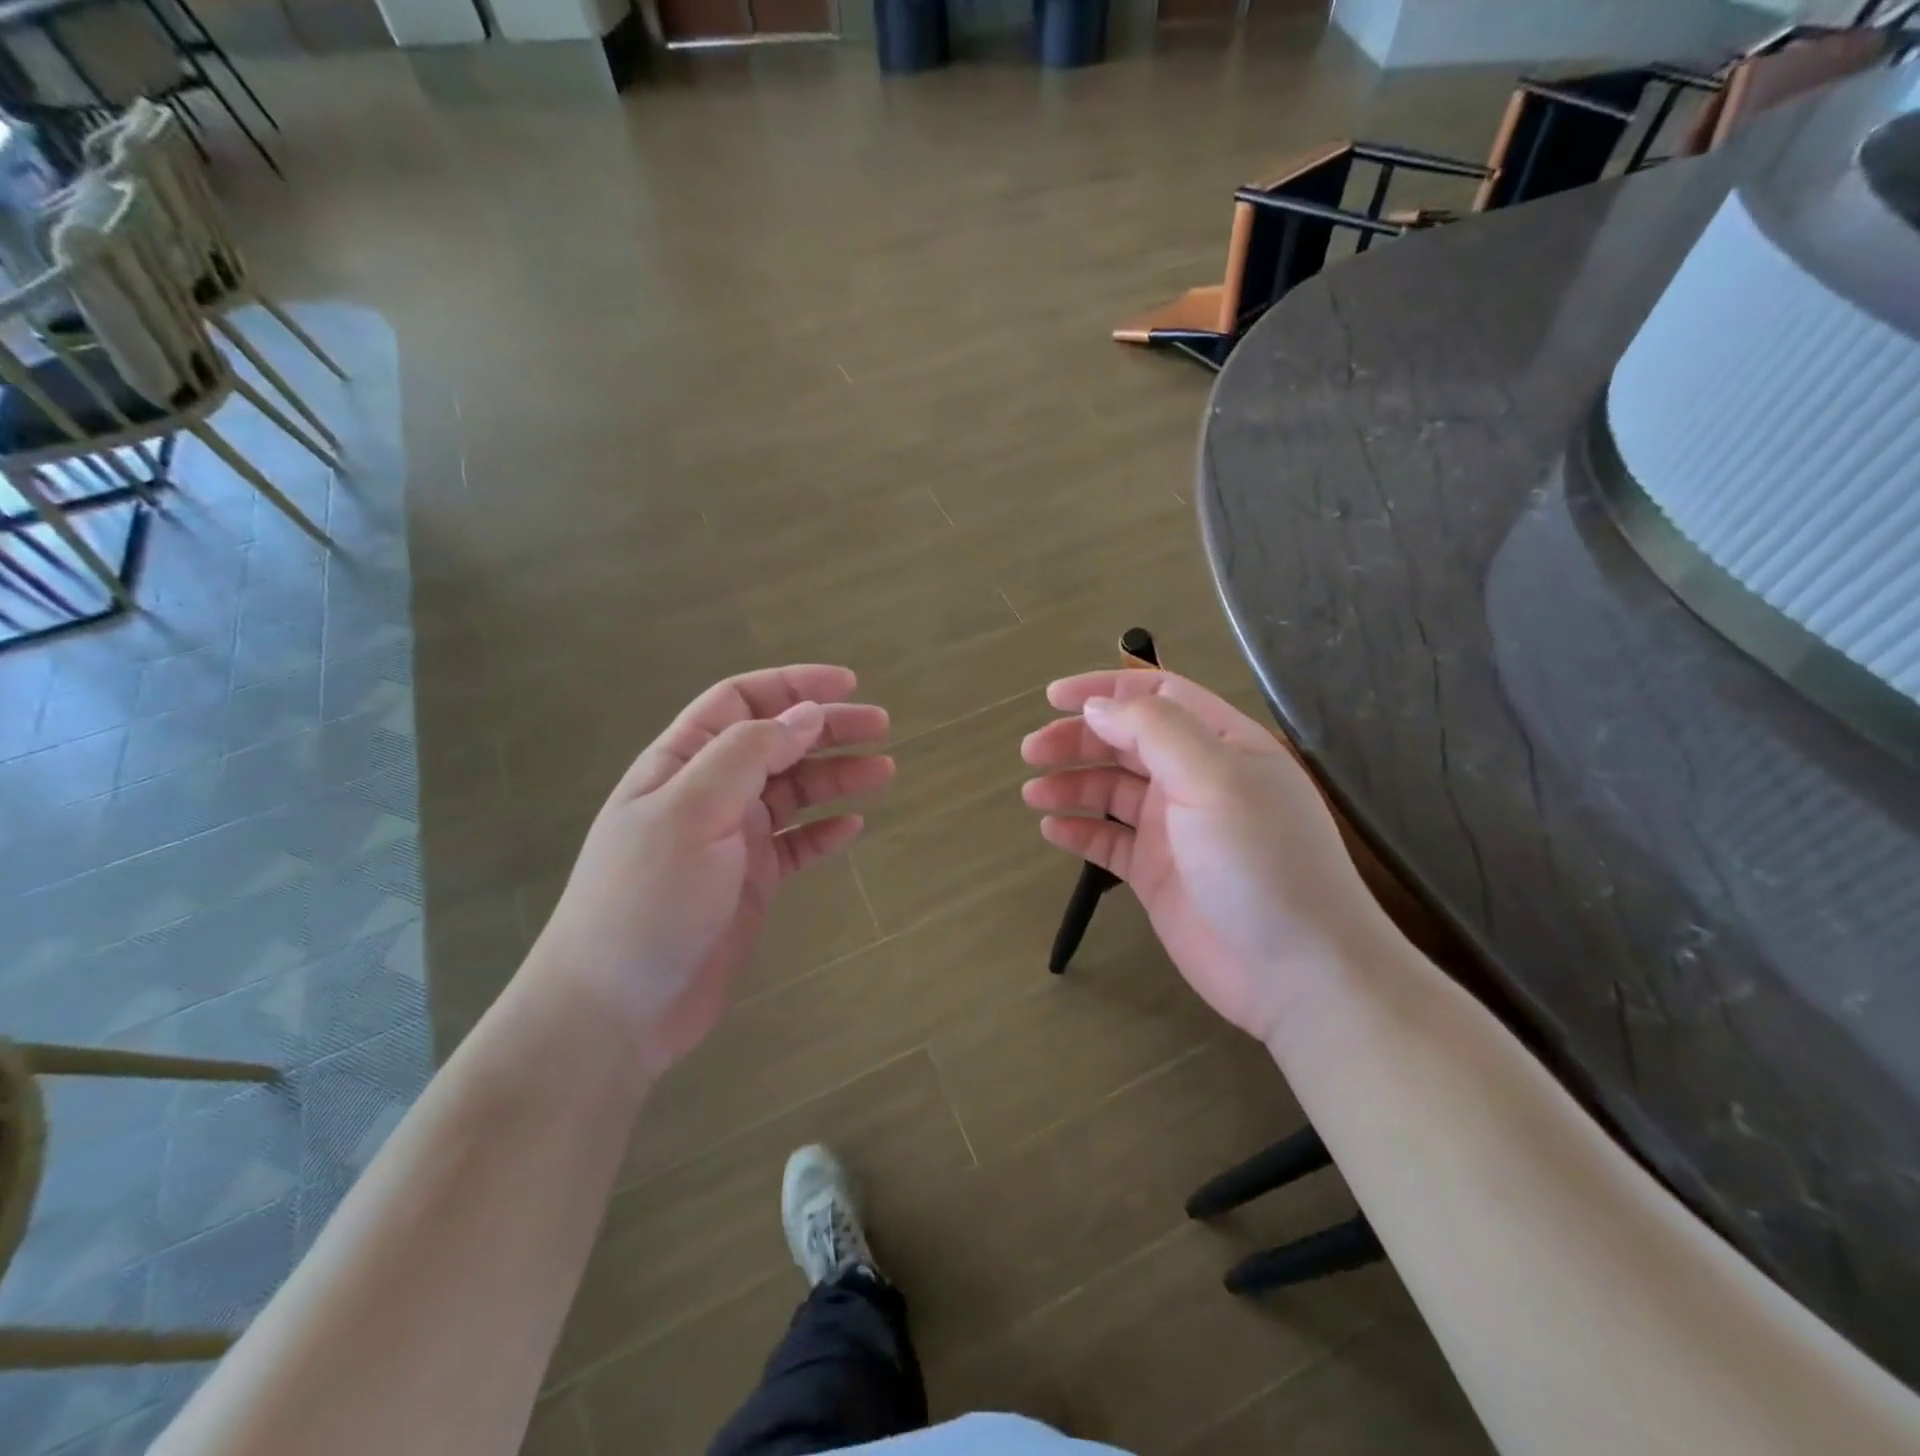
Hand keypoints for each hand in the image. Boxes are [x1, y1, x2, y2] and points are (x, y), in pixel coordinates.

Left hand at [530, 666, 891, 1076]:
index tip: (847, 684)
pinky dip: (824, 832)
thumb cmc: (647, 898)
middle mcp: (708, 793)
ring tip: (884, 771)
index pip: (741, 702)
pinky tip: (852, 826)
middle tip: (882, 727)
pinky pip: (795, 845)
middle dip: (827, 729)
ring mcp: (730, 841)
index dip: (793, 686)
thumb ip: (748, 754)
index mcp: (682, 763)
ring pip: (793, 793)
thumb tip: (806, 715)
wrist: (616, 1009)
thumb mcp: (692, 811)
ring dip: (836, 777)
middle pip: (776, 743)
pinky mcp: (749, 884)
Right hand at [1021, 671, 1379, 1042]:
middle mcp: (1196, 780)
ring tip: (1033, 794)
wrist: (1297, 972)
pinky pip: (1110, 842)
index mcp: (1220, 744)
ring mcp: (1176, 829)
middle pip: (1126, 742)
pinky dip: (1080, 831)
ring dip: (1072, 785)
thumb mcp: (1213, 778)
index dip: (1105, 690)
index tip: (1053, 698)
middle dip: (1077, 740)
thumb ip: (1154, 730)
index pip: (1157, 695)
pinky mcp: (1158, 874)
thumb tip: (1097, 708)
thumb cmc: (1260, 861)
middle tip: (1031, 752)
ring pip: (1112, 791)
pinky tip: (1052, 830)